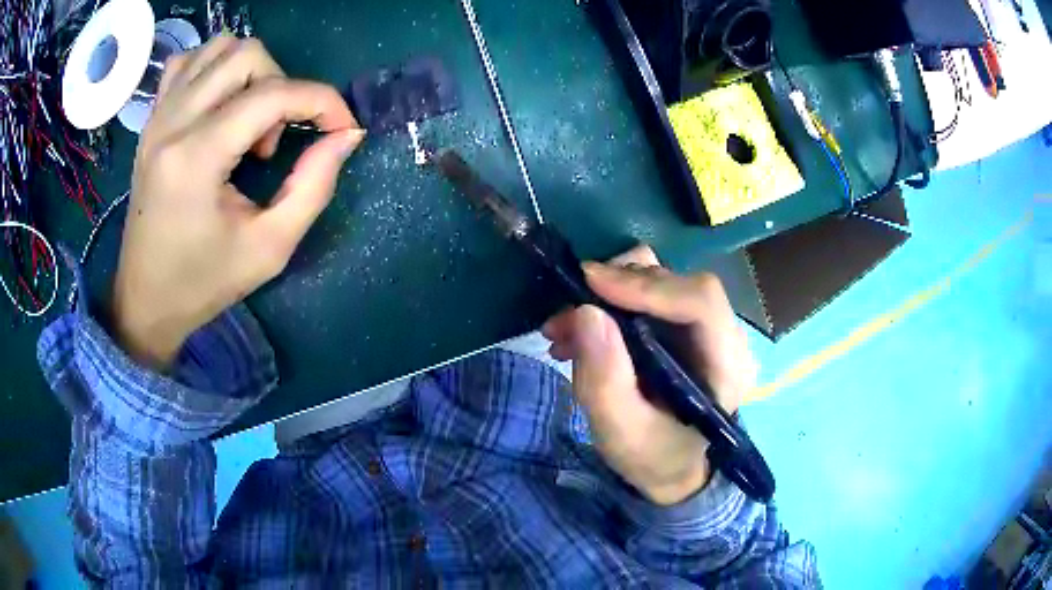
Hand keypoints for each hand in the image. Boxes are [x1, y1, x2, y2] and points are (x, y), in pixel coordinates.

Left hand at [112, 37, 364, 369]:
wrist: (145, 299)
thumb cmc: (203, 282)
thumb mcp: (269, 248)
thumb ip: (314, 186)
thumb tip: (346, 134)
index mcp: (196, 159)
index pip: (272, 95)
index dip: (322, 102)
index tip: (342, 128)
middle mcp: (172, 123)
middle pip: (247, 55)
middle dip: (281, 86)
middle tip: (273, 140)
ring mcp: (157, 116)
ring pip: (219, 47)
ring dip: (250, 72)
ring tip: (247, 121)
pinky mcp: (151, 119)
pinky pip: (188, 62)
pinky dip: (214, 68)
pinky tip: (219, 104)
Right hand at [542, 246, 757, 504]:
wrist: (671, 466)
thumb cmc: (654, 457)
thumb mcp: (622, 433)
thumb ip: (605, 380)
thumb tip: (586, 312)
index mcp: (727, 366)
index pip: (701, 301)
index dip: (647, 286)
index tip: (590, 283)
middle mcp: (724, 335)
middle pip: (676, 283)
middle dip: (614, 289)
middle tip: (564, 317)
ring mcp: (706, 326)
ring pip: (659, 279)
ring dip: (607, 293)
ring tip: (565, 328)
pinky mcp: (684, 323)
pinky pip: (648, 291)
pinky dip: (609, 301)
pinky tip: (579, 333)